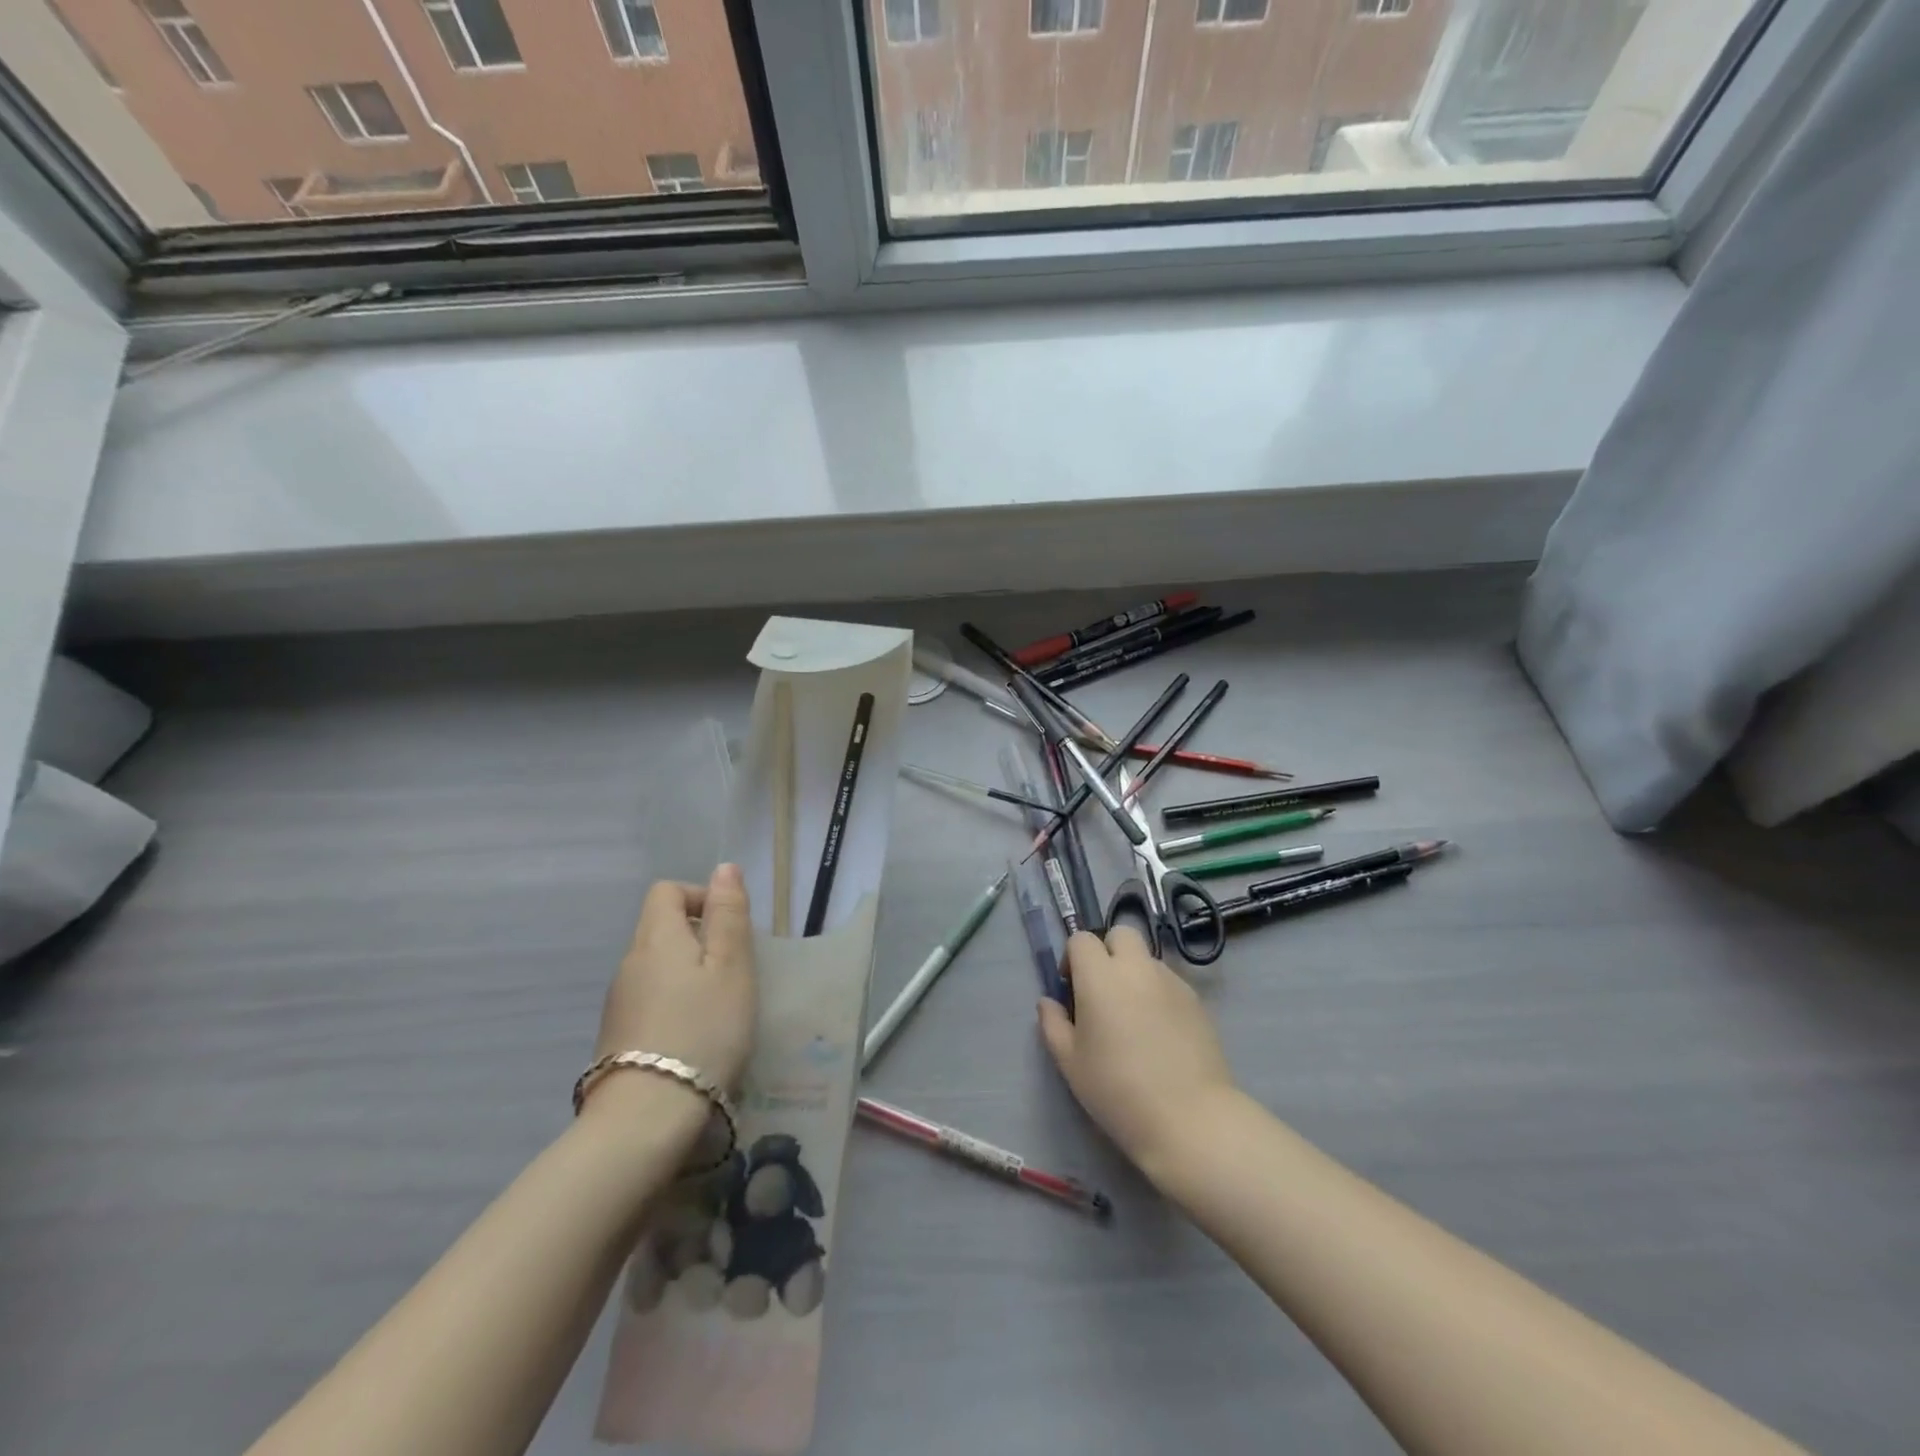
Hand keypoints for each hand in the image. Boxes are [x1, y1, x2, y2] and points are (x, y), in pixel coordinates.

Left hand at [596, 864, 756, 1092]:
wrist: (647, 1115)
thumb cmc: (703, 1029)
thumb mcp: (732, 966)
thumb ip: (728, 914)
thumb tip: (724, 868)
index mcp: (657, 938)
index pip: (667, 891)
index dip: (700, 897)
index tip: (730, 928)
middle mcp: (629, 962)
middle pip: (661, 929)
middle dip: (700, 939)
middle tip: (735, 972)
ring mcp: (618, 1002)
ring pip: (656, 967)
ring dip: (688, 974)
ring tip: (719, 1007)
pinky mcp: (616, 1037)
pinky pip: (649, 1000)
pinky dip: (673, 1003)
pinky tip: (694, 1036)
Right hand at [1038, 927, 1238, 1184]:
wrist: (1189, 1118)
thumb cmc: (1118, 1090)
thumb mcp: (1071, 1063)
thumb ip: (1053, 1024)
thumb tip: (1049, 1002)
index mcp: (1100, 976)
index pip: (1082, 939)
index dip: (1073, 957)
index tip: (1071, 988)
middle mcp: (1137, 968)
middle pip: (1121, 934)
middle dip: (1107, 951)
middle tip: (1102, 990)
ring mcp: (1171, 981)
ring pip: (1147, 958)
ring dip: (1134, 973)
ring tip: (1132, 1016)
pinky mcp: (1196, 1000)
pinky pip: (1169, 981)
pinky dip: (1157, 992)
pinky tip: (1158, 1031)